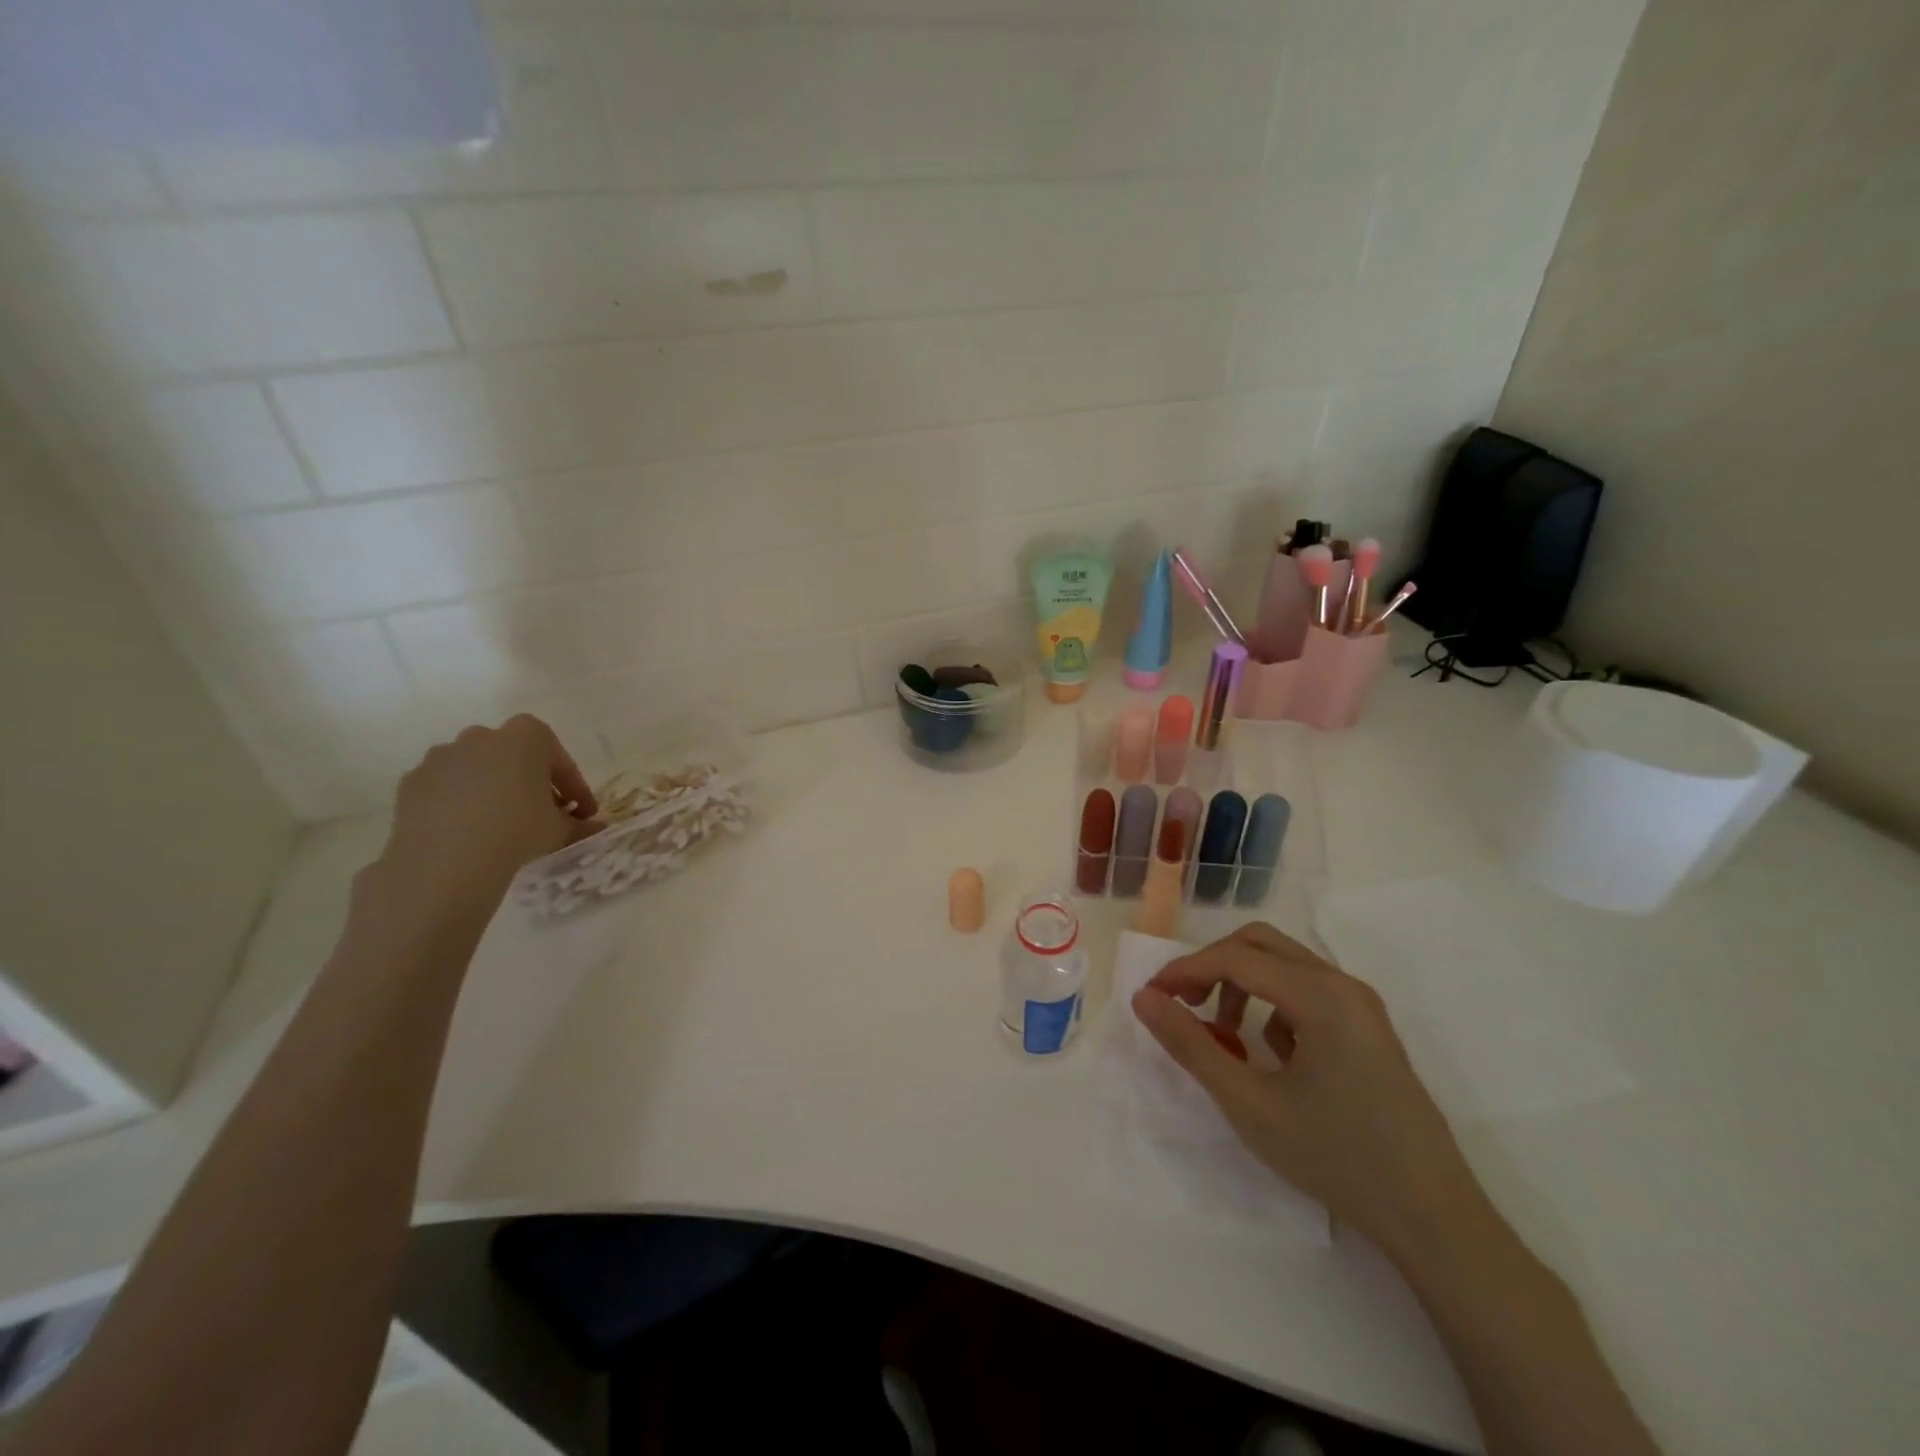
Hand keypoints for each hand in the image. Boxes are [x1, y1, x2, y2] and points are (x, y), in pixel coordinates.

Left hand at [368, 715, 600, 921]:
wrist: (446, 862)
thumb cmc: (517, 831)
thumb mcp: (561, 830)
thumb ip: (581, 825)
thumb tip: (597, 829)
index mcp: (527, 736)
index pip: (560, 759)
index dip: (574, 787)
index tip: (583, 812)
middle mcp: (483, 736)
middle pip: (516, 755)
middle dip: (532, 780)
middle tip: (543, 813)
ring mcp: (443, 755)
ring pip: (478, 768)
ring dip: (494, 788)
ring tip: (502, 822)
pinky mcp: (412, 780)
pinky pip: (447, 786)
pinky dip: (461, 801)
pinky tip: (468, 830)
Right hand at [1132, 922, 1491, 1263]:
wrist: (1434, 1219)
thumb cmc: (1336, 1158)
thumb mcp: (1248, 1104)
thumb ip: (1191, 1045)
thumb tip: (1144, 998)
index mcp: (1319, 995)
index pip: (1235, 957)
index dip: (1185, 971)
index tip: (1151, 998)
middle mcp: (1343, 984)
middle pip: (1259, 944)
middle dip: (1212, 968)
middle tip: (1183, 1005)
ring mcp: (1361, 1005)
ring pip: (1283, 965)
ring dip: (1241, 986)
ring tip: (1224, 1038)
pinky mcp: (1368, 1027)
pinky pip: (1306, 992)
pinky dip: (1272, 1007)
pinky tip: (1272, 1059)